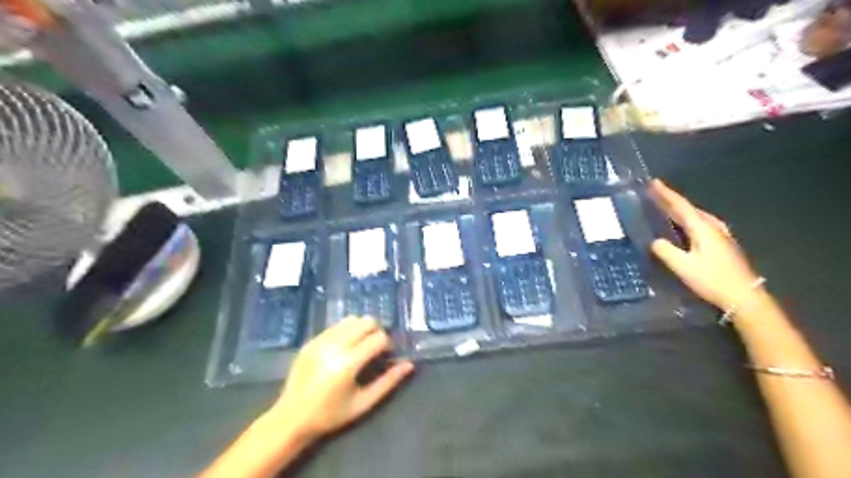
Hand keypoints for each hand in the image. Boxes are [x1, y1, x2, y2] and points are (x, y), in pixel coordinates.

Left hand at [273, 317, 416, 440]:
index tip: (385, 356)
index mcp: (348, 363)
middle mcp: (334, 346)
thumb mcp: (363, 403)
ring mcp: (321, 340)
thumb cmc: (331, 414)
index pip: (378, 338)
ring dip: (361, 328)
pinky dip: (346, 330)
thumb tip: (409, 365)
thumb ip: (388, 382)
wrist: (291, 417)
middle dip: (376, 331)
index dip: (387, 344)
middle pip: (366, 321)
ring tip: (360, 345)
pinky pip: (336, 325)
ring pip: (351, 319)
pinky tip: (344, 347)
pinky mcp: (312, 340)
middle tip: (375, 348)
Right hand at [649, 179, 761, 309]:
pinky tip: (683, 225)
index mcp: (702, 228)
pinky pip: (700, 224)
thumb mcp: (683, 266)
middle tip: (653, 193)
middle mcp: (712, 227)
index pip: (680, 206)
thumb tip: (655, 241)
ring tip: (664, 206)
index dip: (666, 194)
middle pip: (689, 208)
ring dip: (679, 210)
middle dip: (670, 200)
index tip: (653, 182)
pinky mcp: (721, 244)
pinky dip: (687, 220)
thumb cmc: (712, 279)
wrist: (744, 297)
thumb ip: (666, 251)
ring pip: (695, 216)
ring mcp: (719, 235)